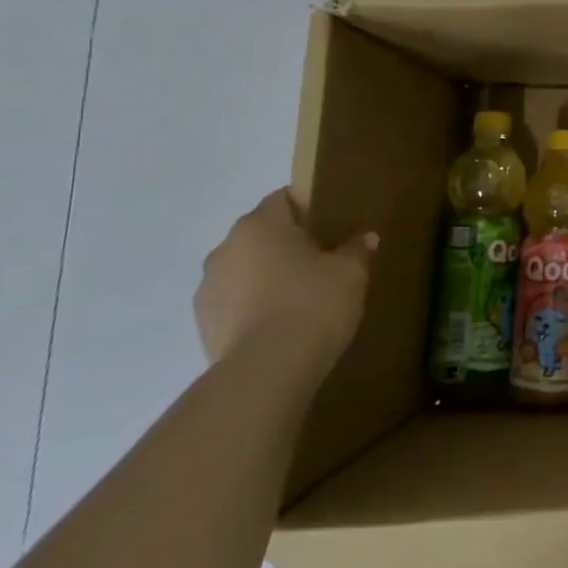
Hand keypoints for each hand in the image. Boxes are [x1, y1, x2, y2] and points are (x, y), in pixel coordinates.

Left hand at [194, 190, 375, 366]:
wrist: (268, 368)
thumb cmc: (314, 302)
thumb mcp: (351, 272)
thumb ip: (356, 250)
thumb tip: (364, 238)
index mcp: (260, 225)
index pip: (283, 199)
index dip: (308, 207)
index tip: (331, 226)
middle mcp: (226, 248)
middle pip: (261, 235)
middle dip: (287, 245)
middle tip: (322, 263)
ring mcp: (208, 288)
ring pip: (245, 270)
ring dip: (267, 277)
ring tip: (300, 300)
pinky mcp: (203, 324)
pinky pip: (235, 303)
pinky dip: (254, 307)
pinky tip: (281, 325)